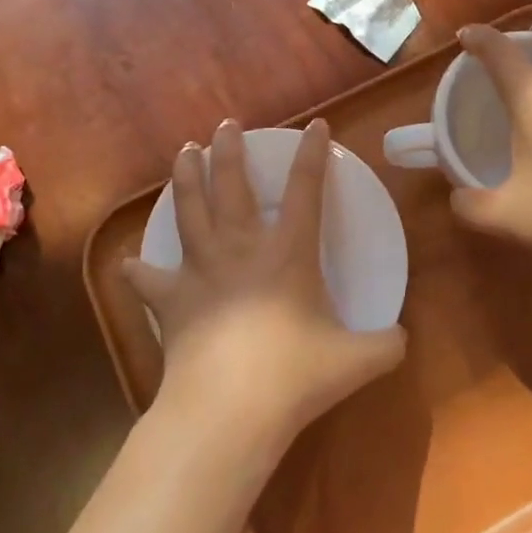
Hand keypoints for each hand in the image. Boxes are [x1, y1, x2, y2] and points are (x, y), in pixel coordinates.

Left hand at [122, 119, 406, 454]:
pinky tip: (128, 263)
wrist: (230, 407)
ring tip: (184, 151)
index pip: (306, 190)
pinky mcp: (171, 300)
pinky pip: (148, 279)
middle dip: (228, 150)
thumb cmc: (294, 375)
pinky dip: (138, 271)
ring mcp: (201, 270)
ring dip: (185, 177)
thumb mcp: (356, 361)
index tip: (315, 125)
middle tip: (225, 126)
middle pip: (231, 184)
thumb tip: (403, 339)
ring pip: (188, 210)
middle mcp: (241, 248)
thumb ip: (385, 345)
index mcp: (288, 252)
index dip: (313, 154)